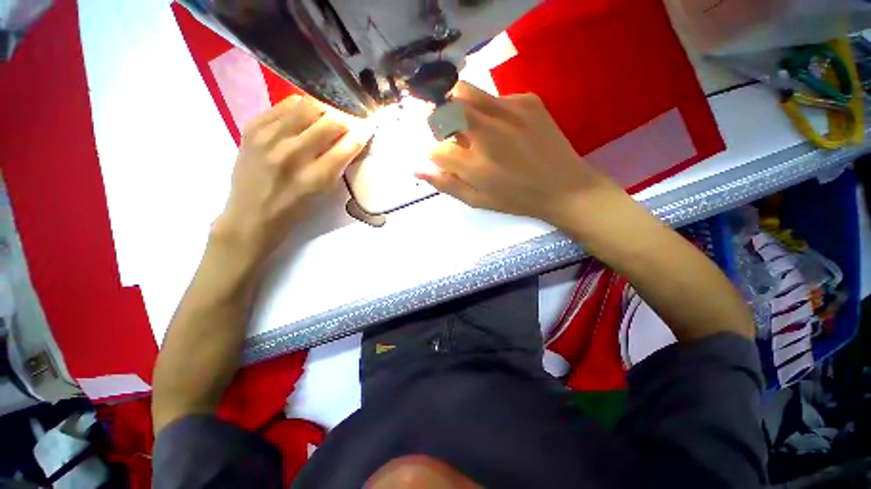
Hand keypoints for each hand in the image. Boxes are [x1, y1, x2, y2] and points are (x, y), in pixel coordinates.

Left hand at [213, 95, 372, 261]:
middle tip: (346, 125)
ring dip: (324, 111)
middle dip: (345, 121)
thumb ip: (339, 164)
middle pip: (330, 120)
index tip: (367, 128)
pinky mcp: (253, 126)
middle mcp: (292, 154)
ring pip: (308, 105)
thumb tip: (354, 137)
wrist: (252, 213)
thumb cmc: (295, 208)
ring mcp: (269, 137)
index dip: (362, 133)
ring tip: (325, 120)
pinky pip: (286, 104)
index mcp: (315, 177)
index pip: (347, 145)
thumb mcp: (324, 192)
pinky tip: (302, 120)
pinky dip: (301, 109)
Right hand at [417, 83, 624, 233]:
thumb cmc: (516, 199)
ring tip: (475, 128)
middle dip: (441, 123)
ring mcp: (508, 111)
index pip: (436, 149)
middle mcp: (487, 133)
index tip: (445, 159)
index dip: (436, 154)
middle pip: (445, 110)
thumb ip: (446, 184)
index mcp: (474, 164)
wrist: (564, 187)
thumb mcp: (477, 200)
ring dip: (460, 108)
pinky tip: (505, 128)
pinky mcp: (528, 100)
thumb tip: (416, 169)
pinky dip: (489, 110)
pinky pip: (495, 97)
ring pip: (466, 92)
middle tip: (453, 136)